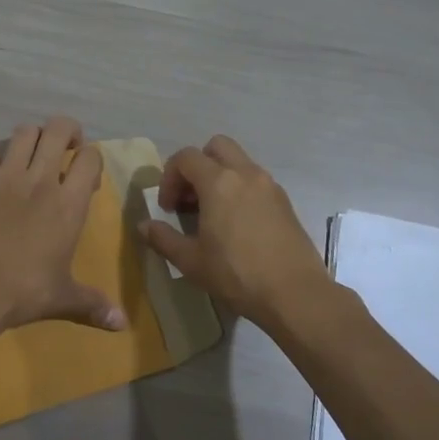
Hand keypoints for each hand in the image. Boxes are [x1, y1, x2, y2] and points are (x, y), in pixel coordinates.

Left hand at [0, 117, 127, 333]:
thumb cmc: (25, 290)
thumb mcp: (64, 297)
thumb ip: (94, 304)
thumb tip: (122, 324)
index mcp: (69, 203)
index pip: (90, 158)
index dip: (91, 159)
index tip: (85, 176)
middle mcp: (41, 179)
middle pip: (59, 129)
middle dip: (66, 131)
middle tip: (64, 148)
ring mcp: (6, 174)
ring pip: (24, 132)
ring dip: (32, 138)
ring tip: (30, 155)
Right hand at [140, 135, 330, 324]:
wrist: (295, 293)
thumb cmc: (237, 275)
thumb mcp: (191, 261)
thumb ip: (163, 238)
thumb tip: (143, 226)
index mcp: (219, 182)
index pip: (186, 157)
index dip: (169, 177)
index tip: (168, 208)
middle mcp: (246, 174)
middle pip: (216, 146)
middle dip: (197, 165)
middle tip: (190, 198)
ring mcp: (269, 185)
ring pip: (239, 162)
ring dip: (220, 176)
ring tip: (211, 213)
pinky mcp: (285, 201)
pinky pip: (255, 180)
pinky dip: (240, 189)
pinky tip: (236, 224)